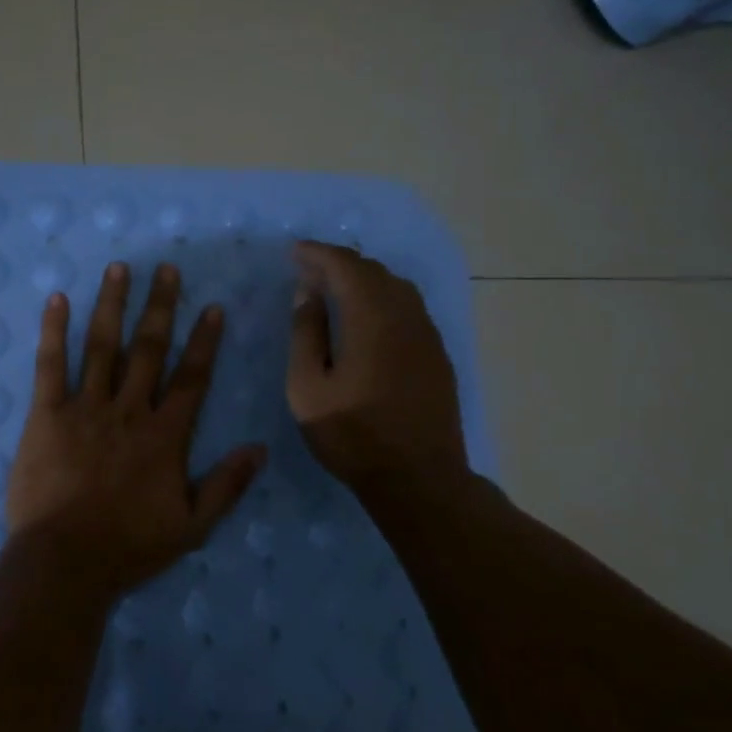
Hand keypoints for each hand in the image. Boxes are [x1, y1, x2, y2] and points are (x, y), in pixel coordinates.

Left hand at [6, 262, 265, 594]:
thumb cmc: (129, 547)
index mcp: (165, 435)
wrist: (65, 561)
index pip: (191, 377)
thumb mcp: (193, 526)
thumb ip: (227, 485)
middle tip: (166, 268)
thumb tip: (259, 449)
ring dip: (112, 304)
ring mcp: (86, 408)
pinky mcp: (46, 414)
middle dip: (160, 306)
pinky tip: (56, 299)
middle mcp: (129, 410)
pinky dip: (53, 331)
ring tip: (119, 269)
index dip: (203, 341)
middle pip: (148, 349)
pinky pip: (50, 365)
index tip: (211, 307)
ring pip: (102, 346)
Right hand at [286, 241, 467, 490]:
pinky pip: (409, 308)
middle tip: (308, 271)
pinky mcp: (437, 354)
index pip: (345, 266)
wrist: (419, 478)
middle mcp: (405, 315)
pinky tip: (368, 319)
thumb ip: (306, 334)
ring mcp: (427, 334)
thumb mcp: (308, 389)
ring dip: (363, 280)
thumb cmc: (353, 435)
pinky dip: (383, 299)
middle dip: (339, 263)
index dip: (318, 253)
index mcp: (371, 318)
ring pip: (396, 287)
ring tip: (335, 290)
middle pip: (373, 270)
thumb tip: (307, 294)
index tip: (294, 252)